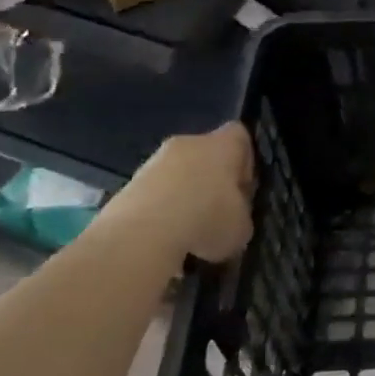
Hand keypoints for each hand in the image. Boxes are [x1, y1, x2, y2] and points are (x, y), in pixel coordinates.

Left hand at [103, 124, 254, 265]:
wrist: (141, 233)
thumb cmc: (206, 219)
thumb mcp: (242, 226)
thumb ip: (241, 214)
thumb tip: (233, 218)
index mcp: (223, 144)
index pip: (240, 135)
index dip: (245, 161)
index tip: (243, 190)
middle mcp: (189, 143)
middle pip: (206, 154)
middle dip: (211, 181)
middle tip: (216, 214)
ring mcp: (154, 161)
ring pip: (177, 174)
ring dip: (183, 198)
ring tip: (188, 233)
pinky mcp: (129, 184)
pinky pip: (154, 194)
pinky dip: (159, 212)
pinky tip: (164, 239)